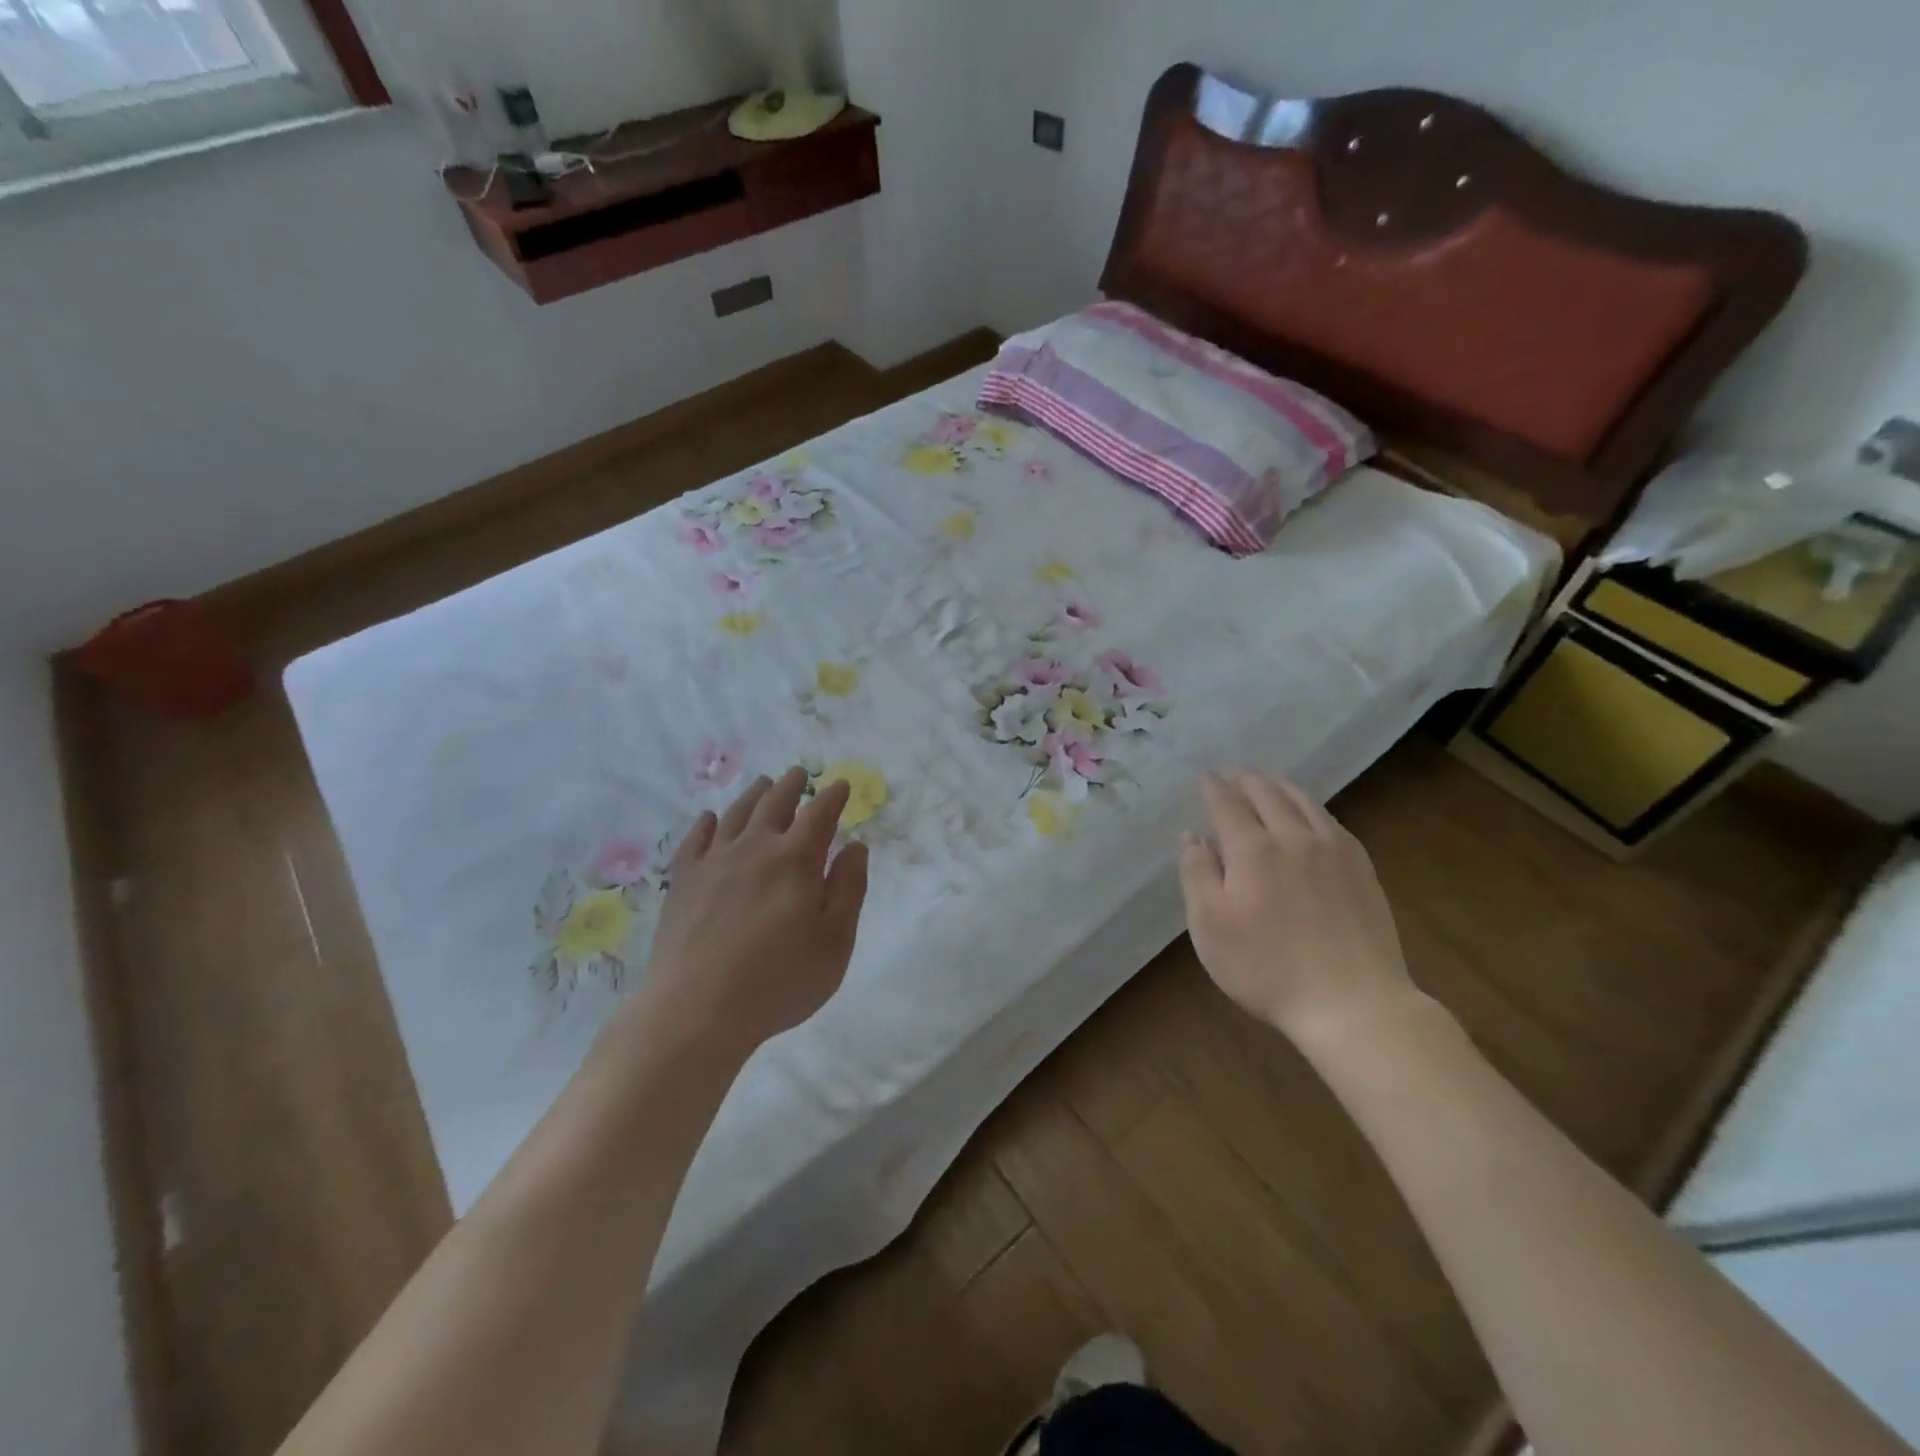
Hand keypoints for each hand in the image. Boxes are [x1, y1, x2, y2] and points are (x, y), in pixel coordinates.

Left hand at [639, 767, 868, 1055]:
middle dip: (790, 786)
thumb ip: (849, 888)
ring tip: (762, 784)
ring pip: (736, 815)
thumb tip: (855, 846)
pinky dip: (706, 824)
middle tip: (797, 773)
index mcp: (796, 860)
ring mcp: (713, 863)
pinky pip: (695, 841)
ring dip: (753, 795)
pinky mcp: (683, 883)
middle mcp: (754, 849)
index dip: (832, 797)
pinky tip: (709, 819)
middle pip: (774, 804)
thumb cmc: (780, 979)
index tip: (841, 785)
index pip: (819, 815)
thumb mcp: (835, 940)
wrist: (698, 1009)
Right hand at [1179, 770, 1416, 1044]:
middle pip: (1267, 795)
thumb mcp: (1210, 926)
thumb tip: (1192, 835)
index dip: (1213, 789)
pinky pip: (1331, 821)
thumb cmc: (1267, 968)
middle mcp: (1293, 838)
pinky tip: (1310, 813)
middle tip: (1233, 771)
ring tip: (1268, 780)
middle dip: (1246, 780)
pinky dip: (1311, 806)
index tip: (1204, 777)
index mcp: (1252, 850)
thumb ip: (1197, 874)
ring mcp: (1333, 851)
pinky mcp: (1361, 869)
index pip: (1227, 805)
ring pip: (1303, 802)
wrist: (1353, 1003)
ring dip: (1280, 786)